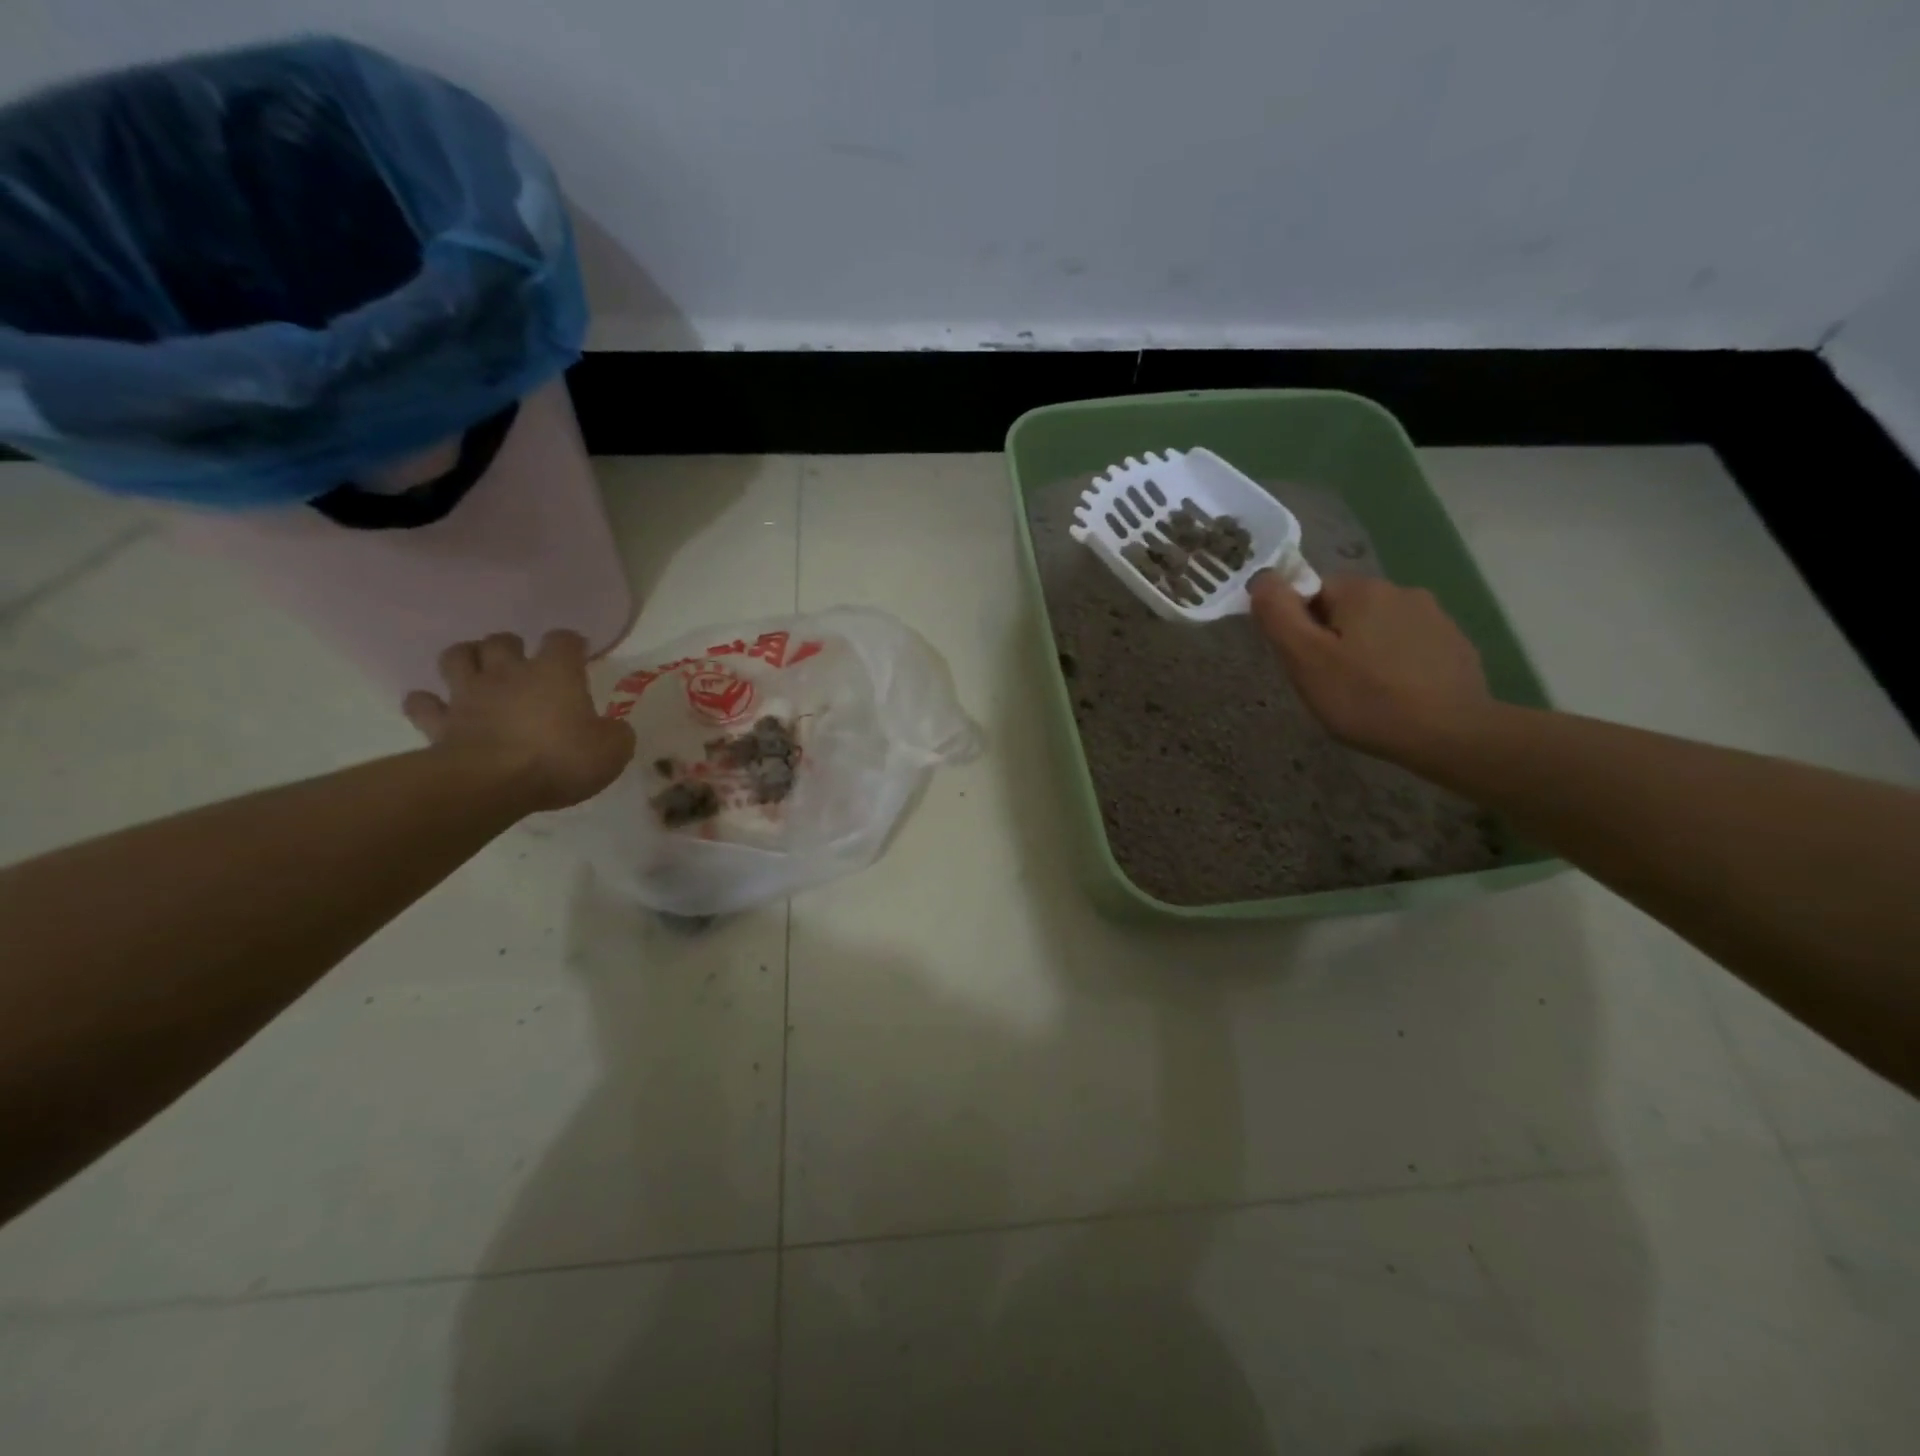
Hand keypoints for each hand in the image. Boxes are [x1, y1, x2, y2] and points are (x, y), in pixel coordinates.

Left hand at [403, 631, 634, 810]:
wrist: (492, 784)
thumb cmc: (560, 759)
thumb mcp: (612, 751)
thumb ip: (616, 735)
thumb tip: (613, 730)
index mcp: (555, 673)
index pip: (564, 640)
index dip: (572, 644)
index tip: (580, 655)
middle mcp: (509, 674)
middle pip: (502, 640)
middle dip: (511, 646)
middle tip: (521, 663)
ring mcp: (469, 695)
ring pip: (457, 657)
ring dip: (467, 658)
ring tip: (477, 671)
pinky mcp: (440, 723)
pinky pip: (423, 704)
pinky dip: (427, 703)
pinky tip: (436, 708)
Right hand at [1248, 571, 1491, 762]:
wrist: (1451, 734)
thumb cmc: (1365, 698)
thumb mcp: (1305, 659)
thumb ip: (1278, 613)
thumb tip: (1262, 577)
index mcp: (1361, 590)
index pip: (1312, 592)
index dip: (1300, 627)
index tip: (1305, 663)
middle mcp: (1401, 590)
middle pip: (1346, 609)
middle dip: (1332, 639)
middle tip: (1330, 682)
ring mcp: (1435, 617)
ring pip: (1379, 627)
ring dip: (1365, 650)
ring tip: (1365, 692)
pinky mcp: (1455, 644)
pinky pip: (1409, 645)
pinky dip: (1395, 664)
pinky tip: (1396, 695)